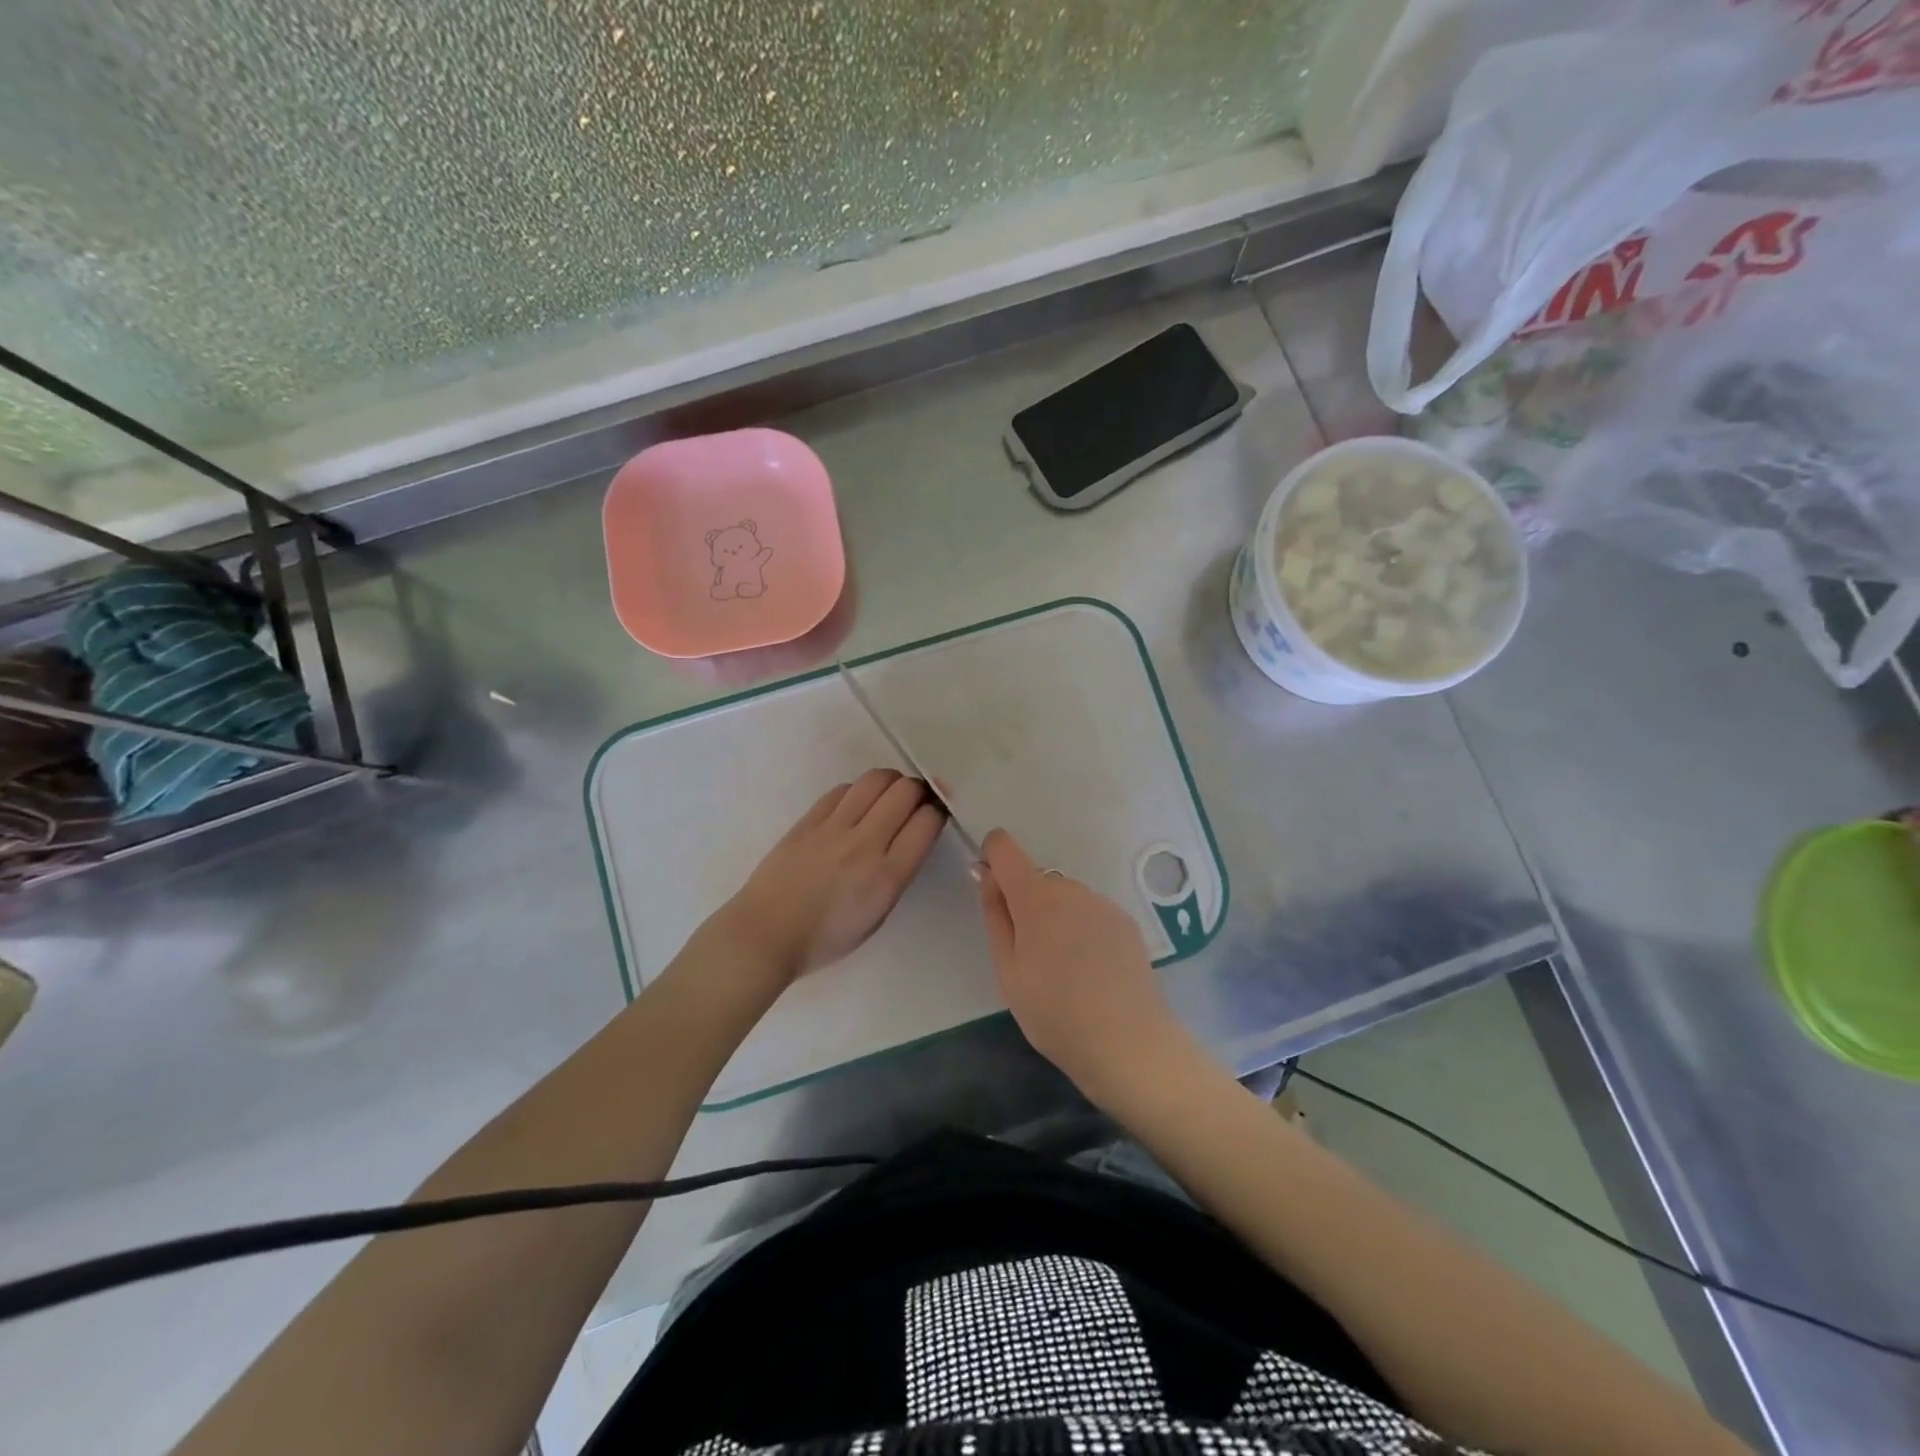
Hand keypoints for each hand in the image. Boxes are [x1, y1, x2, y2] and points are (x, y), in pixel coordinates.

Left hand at [721, 769, 947, 984]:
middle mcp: (865, 844)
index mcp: (887, 876)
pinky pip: (844, 789)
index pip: (927, 822)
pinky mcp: (809, 819)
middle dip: (919, 791)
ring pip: (876, 780)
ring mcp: (835, 827)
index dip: (937, 813)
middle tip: (915, 802)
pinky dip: (859, 791)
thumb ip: (897, 874)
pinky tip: (856, 805)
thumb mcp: (877, 916)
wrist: (765, 934)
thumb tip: (910, 839)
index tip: (934, 817)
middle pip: (905, 791)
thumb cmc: (825, 938)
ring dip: (891, 783)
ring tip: (888, 796)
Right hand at [975, 828, 1194, 1107]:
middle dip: (1026, 905)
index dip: (992, 859)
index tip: (993, 895)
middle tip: (1030, 958)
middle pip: (1036, 879)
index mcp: (1035, 896)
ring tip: (1064, 971)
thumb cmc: (1054, 1012)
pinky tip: (1092, 971)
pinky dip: (1082, 930)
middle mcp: (1070, 887)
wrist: (1128, 1043)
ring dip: (1056, 918)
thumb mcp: (1007, 971)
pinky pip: (1090, 913)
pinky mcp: (1126, 921)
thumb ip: (995, 914)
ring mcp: (1102, 903)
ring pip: (1065, 897)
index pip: (1004, 847)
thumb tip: (986, 874)